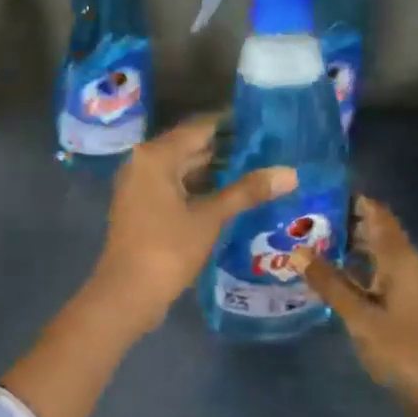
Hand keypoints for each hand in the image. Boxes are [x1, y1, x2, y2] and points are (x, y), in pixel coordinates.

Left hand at [89, 114, 296, 333]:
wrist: (127, 293)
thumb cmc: (167, 249)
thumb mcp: (209, 218)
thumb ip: (247, 192)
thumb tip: (290, 173)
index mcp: (155, 156)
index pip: (198, 128)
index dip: (230, 126)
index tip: (263, 123)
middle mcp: (142, 163)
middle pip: (188, 146)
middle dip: (225, 149)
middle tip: (266, 147)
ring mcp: (138, 186)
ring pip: (181, 169)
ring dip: (213, 170)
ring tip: (255, 168)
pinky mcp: (141, 208)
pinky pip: (173, 187)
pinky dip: (198, 188)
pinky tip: (227, 195)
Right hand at [292, 196, 417, 416]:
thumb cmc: (403, 350)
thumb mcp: (360, 317)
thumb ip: (329, 283)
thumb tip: (297, 251)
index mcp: (400, 258)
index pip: (376, 213)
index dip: (351, 199)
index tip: (316, 190)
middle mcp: (406, 264)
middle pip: (374, 231)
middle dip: (342, 221)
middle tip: (300, 218)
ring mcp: (407, 284)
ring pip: (374, 253)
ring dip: (346, 245)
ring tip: (306, 241)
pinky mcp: (404, 303)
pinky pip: (375, 272)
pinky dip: (353, 268)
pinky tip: (327, 274)